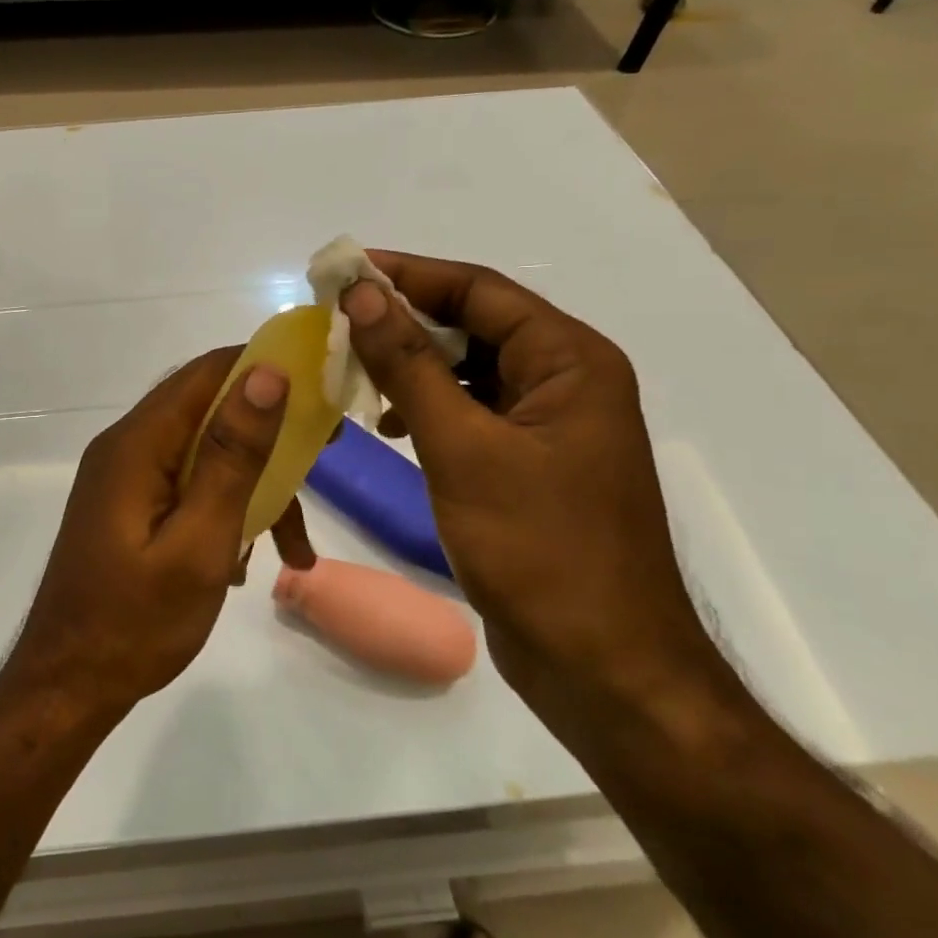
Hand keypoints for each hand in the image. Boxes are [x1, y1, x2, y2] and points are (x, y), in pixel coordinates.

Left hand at [4, 349, 310, 715]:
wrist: (69, 685)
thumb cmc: (136, 622)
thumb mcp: (200, 541)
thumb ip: (232, 457)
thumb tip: (266, 374)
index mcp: (137, 444)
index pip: (207, 373)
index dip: (265, 366)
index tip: (321, 386)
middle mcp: (128, 447)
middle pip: (209, 409)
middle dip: (270, 431)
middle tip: (326, 456)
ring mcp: (127, 478)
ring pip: (205, 454)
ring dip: (255, 487)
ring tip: (296, 546)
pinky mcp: (132, 506)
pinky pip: (189, 486)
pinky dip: (226, 510)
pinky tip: (249, 562)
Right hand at [342, 252, 739, 740]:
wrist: (601, 666)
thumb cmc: (539, 548)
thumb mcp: (463, 448)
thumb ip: (409, 365)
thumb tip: (363, 293)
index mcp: (569, 361)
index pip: (480, 290)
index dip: (409, 274)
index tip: (344, 271)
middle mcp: (565, 381)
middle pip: (474, 326)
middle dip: (405, 321)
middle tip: (335, 321)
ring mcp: (549, 426)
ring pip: (469, 372)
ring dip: (412, 367)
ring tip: (351, 371)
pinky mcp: (529, 465)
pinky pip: (471, 414)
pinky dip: (428, 409)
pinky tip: (388, 426)